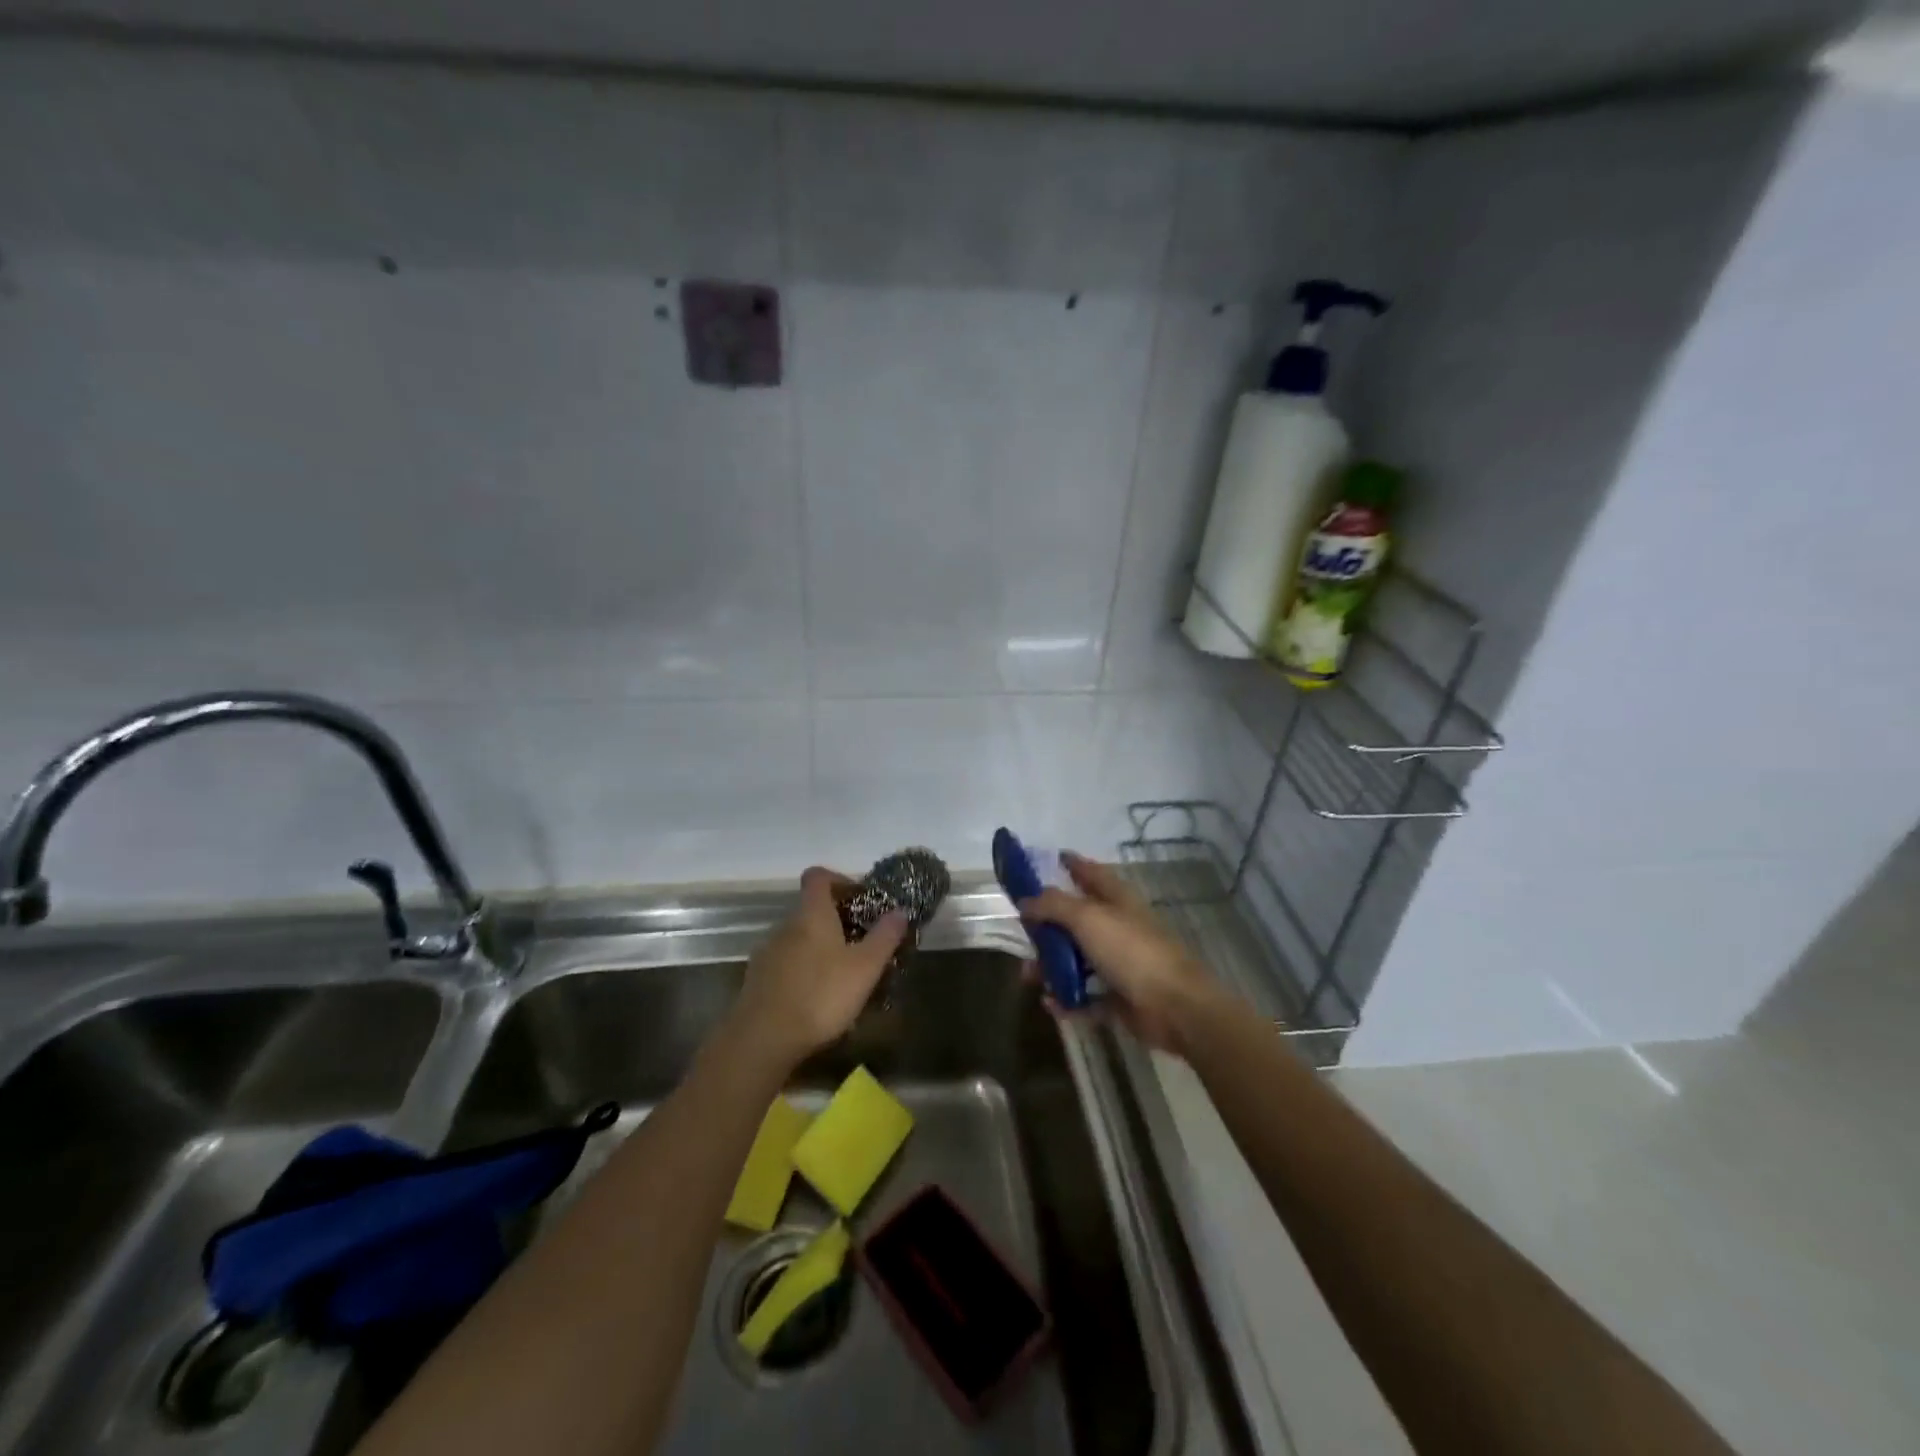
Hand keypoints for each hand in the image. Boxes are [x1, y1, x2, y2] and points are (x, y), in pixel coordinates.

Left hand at [732, 867, 907, 1065]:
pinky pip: (786, 963)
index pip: (819, 876)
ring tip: (843, 975)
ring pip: (798, 938)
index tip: (861, 899)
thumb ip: (884, 937)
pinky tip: (817, 998)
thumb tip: (900, 910)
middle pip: (811, 909)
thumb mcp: (865, 968)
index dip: (840, 880)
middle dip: (837, 921)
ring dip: (820, 947)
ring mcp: (767, 952)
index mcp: (811, 914)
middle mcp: (785, 925)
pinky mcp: (757, 980)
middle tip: (862, 944)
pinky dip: (803, 970)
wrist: (762, 1040)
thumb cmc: (820, 995)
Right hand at [1018, 852, 1225, 1055]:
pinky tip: (1049, 1003)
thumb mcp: (1087, 918)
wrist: (1174, 1007)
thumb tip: (1025, 900)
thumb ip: (1053, 905)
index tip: (1047, 860)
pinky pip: (1084, 995)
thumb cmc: (1131, 951)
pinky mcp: (1118, 997)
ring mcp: (1119, 963)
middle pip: (1076, 920)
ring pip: (1075, 959)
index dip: (1071, 864)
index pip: (1090, 873)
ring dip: (1050, 967)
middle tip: (1022, 934)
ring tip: (1029, 976)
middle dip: (1047, 927)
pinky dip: (1066, 999)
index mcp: (1116, 899)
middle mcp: (1117, 927)